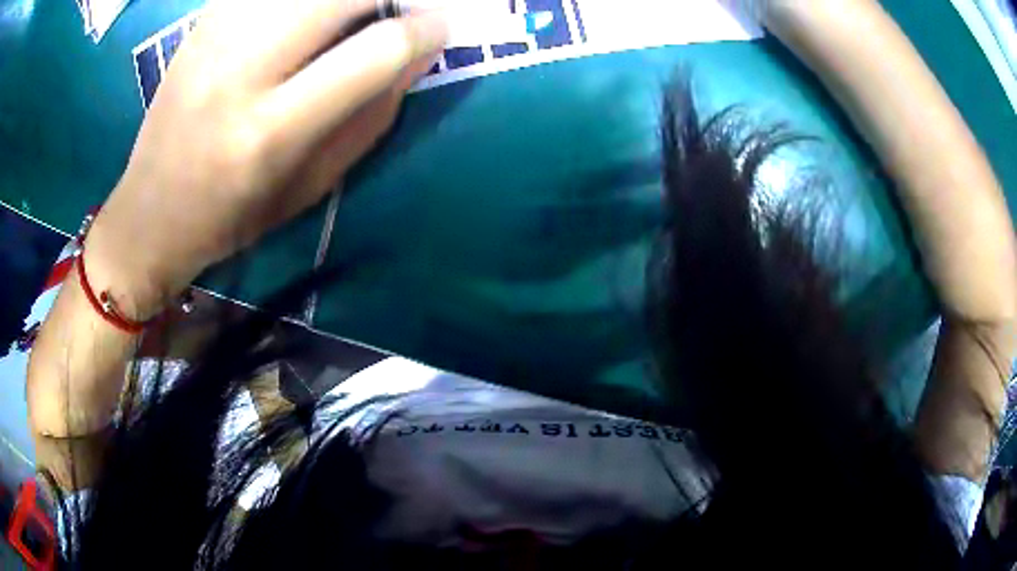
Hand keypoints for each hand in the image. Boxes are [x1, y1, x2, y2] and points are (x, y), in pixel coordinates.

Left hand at [86, 0, 447, 317]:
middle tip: (404, 5)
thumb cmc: (233, 216)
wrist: (151, 211)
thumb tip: (418, 52)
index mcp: (271, 131)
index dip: (424, 30)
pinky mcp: (202, 22)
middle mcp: (240, 71)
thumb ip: (370, 116)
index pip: (373, 52)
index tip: (440, 26)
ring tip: (356, 12)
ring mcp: (214, 37)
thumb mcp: (311, 186)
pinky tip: (309, 12)